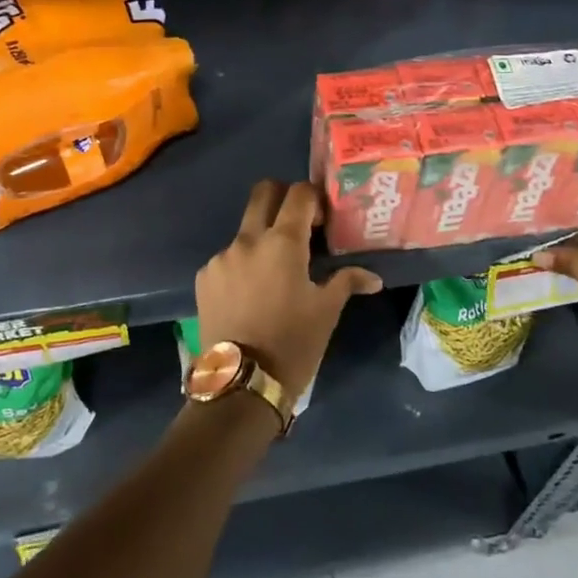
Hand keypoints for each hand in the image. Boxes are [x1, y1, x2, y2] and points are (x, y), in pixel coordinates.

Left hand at [196, 180, 382, 399]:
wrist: (241, 384)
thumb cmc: (293, 343)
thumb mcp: (326, 312)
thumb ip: (347, 281)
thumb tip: (373, 277)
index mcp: (282, 242)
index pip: (299, 193)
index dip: (314, 199)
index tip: (322, 222)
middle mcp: (247, 240)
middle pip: (263, 193)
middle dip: (282, 198)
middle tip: (297, 226)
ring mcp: (221, 257)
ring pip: (244, 230)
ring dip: (262, 239)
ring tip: (273, 275)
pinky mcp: (203, 277)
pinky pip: (227, 258)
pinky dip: (242, 266)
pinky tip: (250, 295)